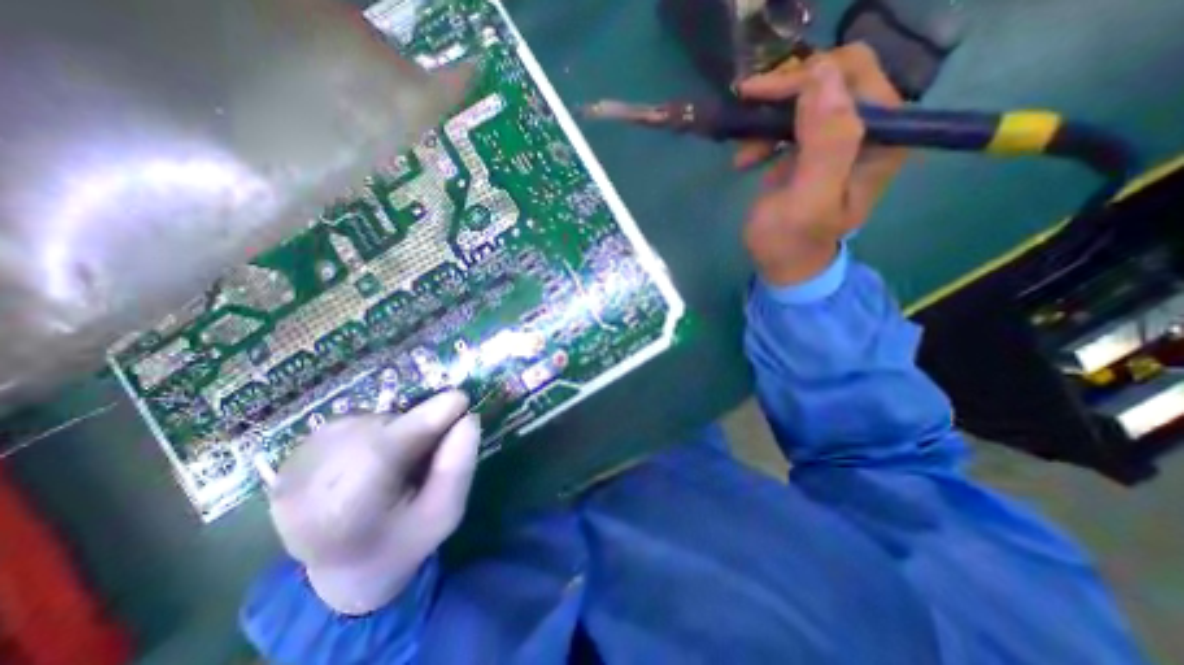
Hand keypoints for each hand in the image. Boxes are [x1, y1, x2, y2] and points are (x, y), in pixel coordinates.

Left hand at [265, 389, 476, 613]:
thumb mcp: (444, 514)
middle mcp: (305, 486)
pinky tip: (374, 458)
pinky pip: (351, 423)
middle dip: (416, 427)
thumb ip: (458, 468)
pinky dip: (375, 430)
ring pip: (367, 422)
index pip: (385, 450)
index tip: (461, 400)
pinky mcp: (291, 456)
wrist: (343, 568)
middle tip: (431, 447)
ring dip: (396, 429)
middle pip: (380, 429)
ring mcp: (292, 469)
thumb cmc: (403, 541)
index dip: (426, 419)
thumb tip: (468, 418)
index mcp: (345, 514)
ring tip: (398, 461)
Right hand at [731, 41, 907, 287]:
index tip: (757, 96)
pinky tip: (749, 161)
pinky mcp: (817, 151)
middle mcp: (871, 132)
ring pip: (808, 101)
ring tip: (744, 154)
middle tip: (746, 108)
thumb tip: (822, 76)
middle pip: (832, 81)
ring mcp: (843, 141)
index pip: (853, 76)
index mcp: (882, 140)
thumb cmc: (791, 242)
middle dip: (785, 93)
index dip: (806, 77)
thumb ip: (825, 145)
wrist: (784, 267)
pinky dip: (766, 137)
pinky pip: (794, 124)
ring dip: (770, 121)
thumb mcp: (807, 201)